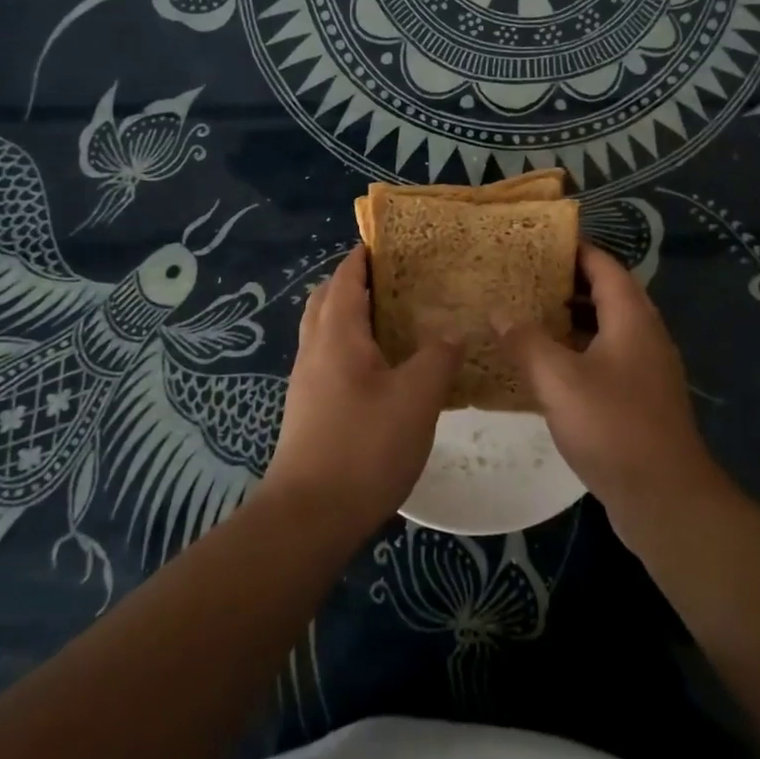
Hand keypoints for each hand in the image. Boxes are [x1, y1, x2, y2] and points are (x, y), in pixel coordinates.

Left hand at [260, 246, 461, 538]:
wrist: (308, 517)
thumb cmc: (364, 446)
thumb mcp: (416, 398)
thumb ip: (437, 357)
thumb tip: (453, 330)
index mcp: (337, 334)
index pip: (345, 277)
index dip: (363, 255)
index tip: (390, 241)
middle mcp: (314, 349)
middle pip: (327, 299)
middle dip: (354, 281)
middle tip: (396, 279)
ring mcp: (306, 381)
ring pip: (325, 330)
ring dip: (351, 314)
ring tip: (394, 319)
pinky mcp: (309, 409)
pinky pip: (328, 358)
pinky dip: (350, 346)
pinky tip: (381, 369)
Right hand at [497, 242, 724, 535]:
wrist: (665, 498)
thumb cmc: (613, 427)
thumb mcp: (559, 380)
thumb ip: (526, 341)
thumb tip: (497, 310)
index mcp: (631, 317)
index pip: (603, 265)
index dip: (572, 249)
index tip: (535, 242)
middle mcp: (643, 334)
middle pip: (605, 293)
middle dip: (564, 282)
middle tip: (520, 277)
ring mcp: (644, 368)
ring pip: (603, 327)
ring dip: (568, 319)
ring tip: (524, 314)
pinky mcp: (639, 398)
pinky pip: (604, 358)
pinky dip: (575, 351)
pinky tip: (543, 366)